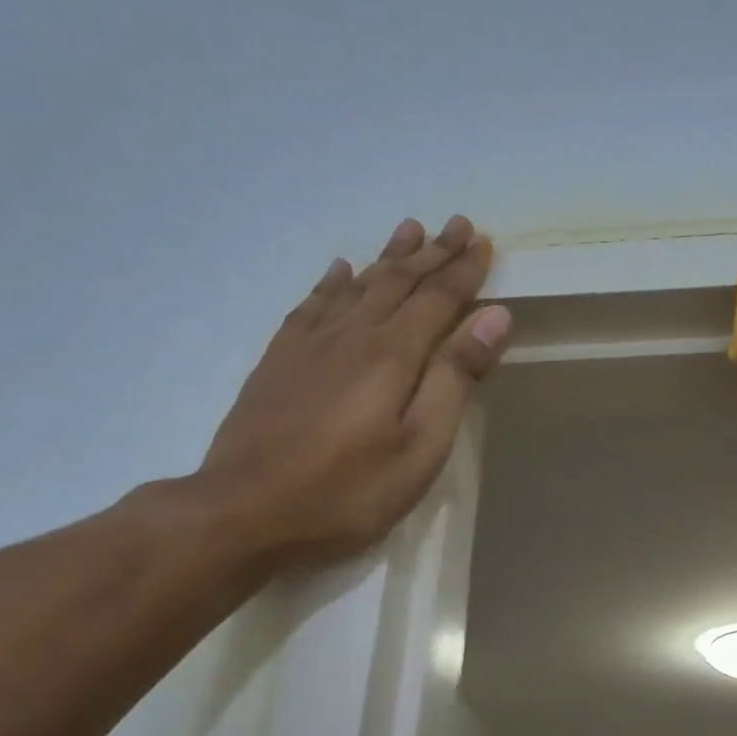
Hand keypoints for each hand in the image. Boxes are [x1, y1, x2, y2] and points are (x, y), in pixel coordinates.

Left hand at [189, 215, 511, 572]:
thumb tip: (493, 317)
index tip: (484, 242)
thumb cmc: (346, 492)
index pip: (437, 299)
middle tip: (457, 223)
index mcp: (392, 355)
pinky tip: (340, 271)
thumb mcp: (419, 448)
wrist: (243, 512)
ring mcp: (309, 345)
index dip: (464, 270)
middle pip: (398, 282)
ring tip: (409, 229)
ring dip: (388, 257)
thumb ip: (455, 379)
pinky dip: (332, 282)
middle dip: (432, 252)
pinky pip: (312, 305)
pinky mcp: (278, 362)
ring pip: (357, 285)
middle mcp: (351, 335)